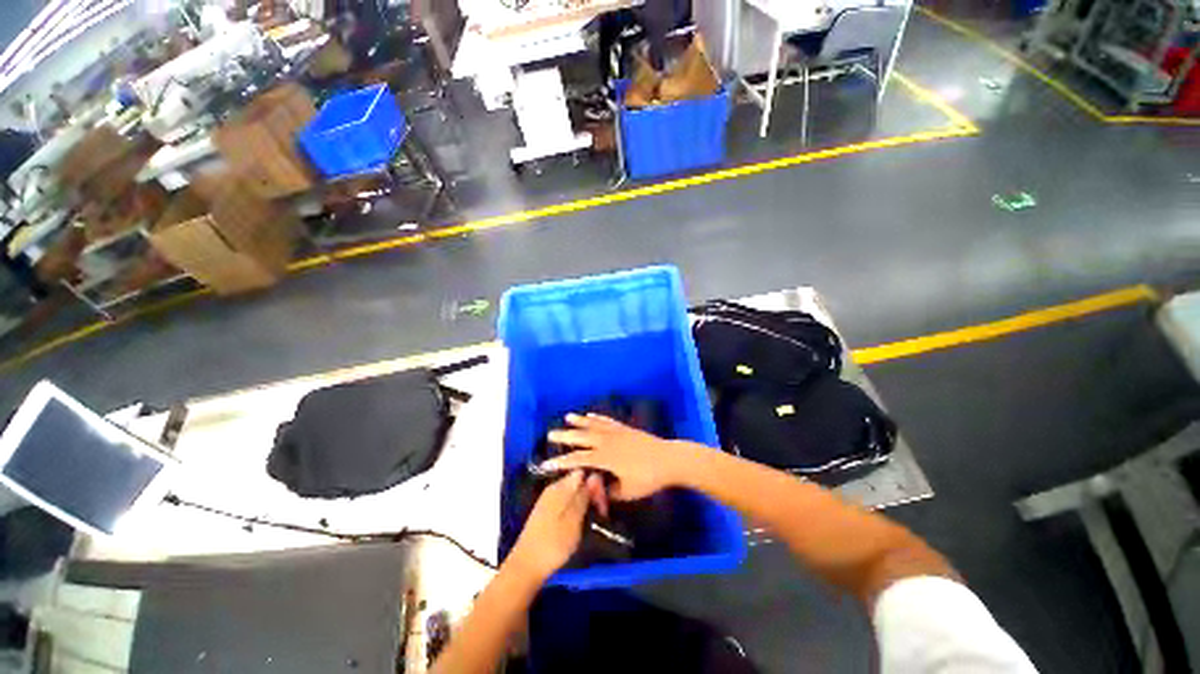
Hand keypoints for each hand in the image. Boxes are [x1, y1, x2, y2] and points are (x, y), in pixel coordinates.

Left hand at [507, 470, 591, 581]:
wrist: (526, 567)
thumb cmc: (553, 543)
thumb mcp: (574, 519)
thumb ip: (584, 495)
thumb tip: (594, 475)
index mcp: (560, 486)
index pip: (583, 473)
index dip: (596, 483)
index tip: (603, 500)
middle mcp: (553, 488)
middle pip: (578, 482)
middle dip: (591, 493)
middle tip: (601, 513)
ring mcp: (548, 500)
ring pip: (573, 493)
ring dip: (585, 503)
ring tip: (593, 519)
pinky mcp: (546, 512)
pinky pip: (566, 502)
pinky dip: (576, 509)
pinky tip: (580, 522)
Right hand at [542, 414, 702, 501]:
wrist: (669, 459)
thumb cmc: (648, 478)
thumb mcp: (627, 492)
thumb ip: (609, 491)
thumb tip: (597, 488)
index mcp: (605, 458)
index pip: (578, 460)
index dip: (561, 462)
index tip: (546, 464)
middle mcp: (607, 441)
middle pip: (582, 437)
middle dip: (565, 436)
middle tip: (550, 433)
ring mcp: (616, 432)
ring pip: (594, 425)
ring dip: (579, 421)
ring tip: (567, 417)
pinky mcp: (625, 428)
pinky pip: (608, 421)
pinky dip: (598, 417)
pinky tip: (591, 414)